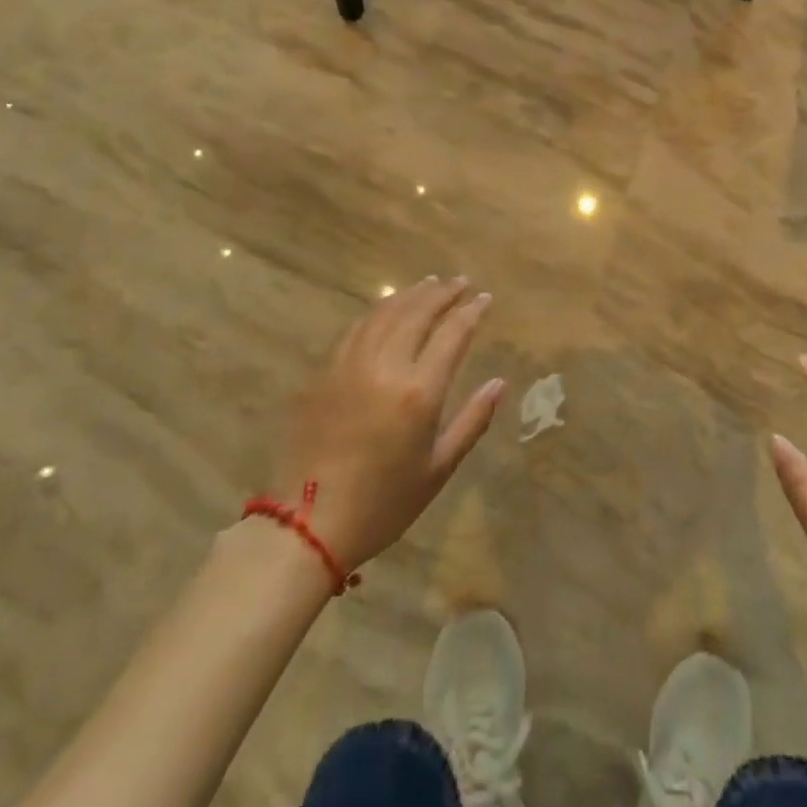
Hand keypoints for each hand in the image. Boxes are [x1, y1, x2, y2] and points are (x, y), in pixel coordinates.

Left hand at [273, 277, 504, 571]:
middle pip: (417, 313)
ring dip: (410, 294)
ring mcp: (349, 366)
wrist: (307, 525)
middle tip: (460, 281)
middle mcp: (385, 367)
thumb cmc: (383, 503)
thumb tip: (499, 383)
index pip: (452, 334)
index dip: (471, 311)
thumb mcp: (439, 469)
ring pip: (384, 314)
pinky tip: (387, 309)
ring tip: (429, 284)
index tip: (485, 298)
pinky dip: (377, 312)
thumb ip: (473, 421)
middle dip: (442, 293)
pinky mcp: (323, 374)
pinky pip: (355, 330)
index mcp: (419, 392)